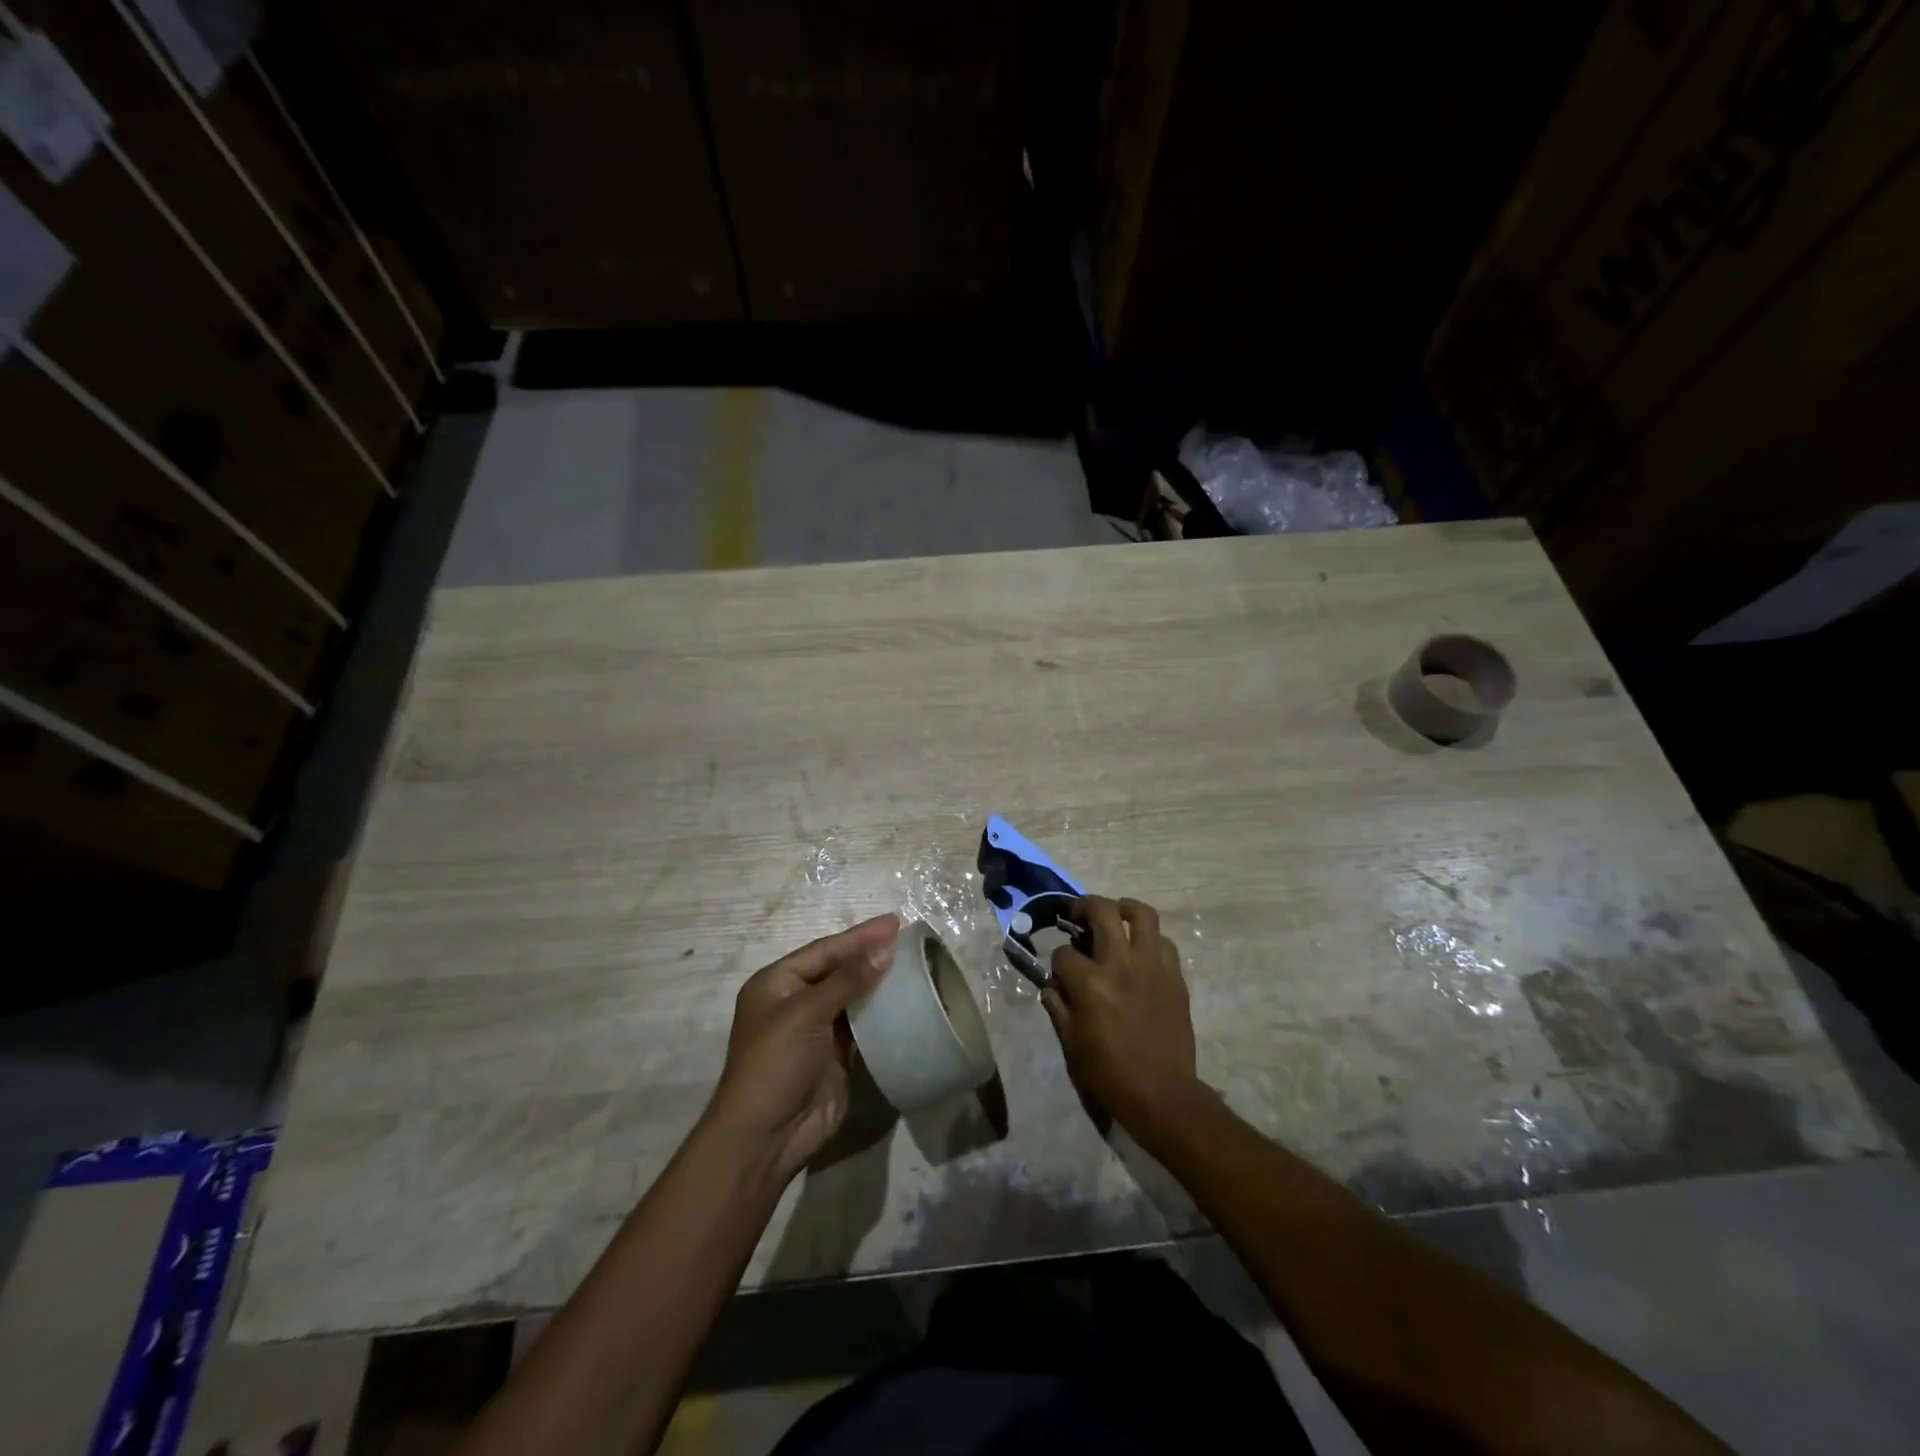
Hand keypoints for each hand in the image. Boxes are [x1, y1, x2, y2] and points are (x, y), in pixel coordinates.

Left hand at [705, 914, 898, 1184]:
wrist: (766, 1137)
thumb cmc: (775, 1064)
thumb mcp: (805, 1014)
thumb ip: (847, 980)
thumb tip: (886, 948)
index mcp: (776, 983)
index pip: (825, 950)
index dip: (859, 936)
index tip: (894, 922)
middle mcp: (795, 1001)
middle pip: (839, 969)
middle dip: (870, 953)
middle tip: (908, 937)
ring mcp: (816, 1029)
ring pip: (853, 995)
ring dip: (879, 980)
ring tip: (912, 962)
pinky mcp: (835, 1054)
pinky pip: (862, 1024)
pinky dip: (881, 1010)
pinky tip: (905, 998)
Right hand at [1042, 896, 1199, 1134]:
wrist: (1162, 1095)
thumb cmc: (1110, 1074)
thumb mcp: (1071, 1044)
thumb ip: (1058, 1007)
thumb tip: (1053, 985)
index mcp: (1090, 984)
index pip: (1064, 953)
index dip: (1058, 961)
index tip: (1060, 973)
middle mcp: (1121, 964)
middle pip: (1102, 911)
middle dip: (1084, 906)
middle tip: (1078, 914)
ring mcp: (1152, 967)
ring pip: (1142, 915)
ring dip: (1124, 909)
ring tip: (1115, 916)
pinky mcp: (1175, 977)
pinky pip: (1164, 942)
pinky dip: (1149, 940)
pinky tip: (1140, 953)